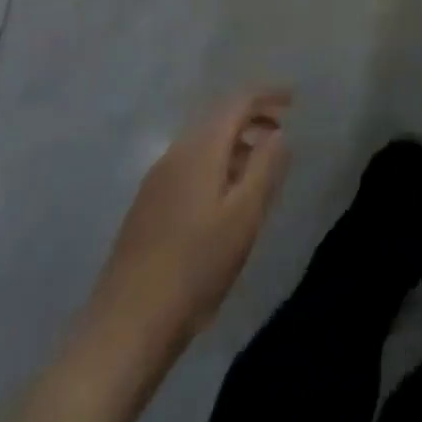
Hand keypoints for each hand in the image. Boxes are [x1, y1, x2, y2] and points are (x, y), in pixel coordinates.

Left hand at [87, 90, 291, 356]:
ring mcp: (156, 180)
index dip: (267, 96)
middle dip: (252, 119)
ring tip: (261, 166)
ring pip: (203, 144)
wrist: (126, 325)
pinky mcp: (147, 206)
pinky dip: (216, 165)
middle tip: (282, 133)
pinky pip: (189, 166)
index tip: (294, 101)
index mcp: (200, 149)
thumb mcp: (244, 217)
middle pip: (218, 119)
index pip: (237, 103)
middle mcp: (175, 154)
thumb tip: (279, 133)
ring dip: (235, 144)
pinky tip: (226, 197)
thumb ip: (265, 168)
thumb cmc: (195, 267)